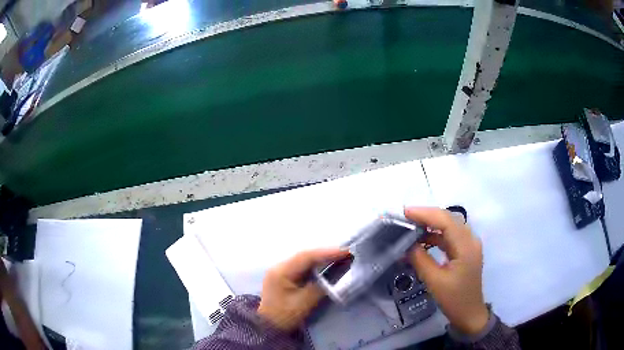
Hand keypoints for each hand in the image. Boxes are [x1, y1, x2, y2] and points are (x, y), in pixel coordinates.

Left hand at [258, 248, 348, 331]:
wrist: (268, 327)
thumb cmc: (285, 316)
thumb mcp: (304, 303)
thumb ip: (320, 287)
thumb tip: (336, 275)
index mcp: (281, 271)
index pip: (306, 257)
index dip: (327, 253)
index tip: (346, 252)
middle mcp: (279, 266)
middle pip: (305, 255)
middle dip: (325, 253)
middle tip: (346, 253)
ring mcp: (280, 270)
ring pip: (304, 259)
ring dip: (321, 258)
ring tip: (340, 257)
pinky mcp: (284, 276)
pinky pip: (302, 266)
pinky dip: (315, 265)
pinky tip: (326, 265)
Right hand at [405, 207, 488, 335]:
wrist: (469, 314)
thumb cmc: (454, 299)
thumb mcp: (435, 281)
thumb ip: (420, 260)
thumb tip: (407, 244)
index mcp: (466, 246)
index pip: (446, 221)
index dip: (425, 214)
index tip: (405, 213)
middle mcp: (470, 240)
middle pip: (448, 219)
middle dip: (427, 216)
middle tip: (405, 218)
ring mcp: (469, 245)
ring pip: (449, 226)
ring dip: (431, 224)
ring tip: (411, 227)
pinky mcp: (465, 251)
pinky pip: (450, 236)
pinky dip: (435, 235)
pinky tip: (422, 240)